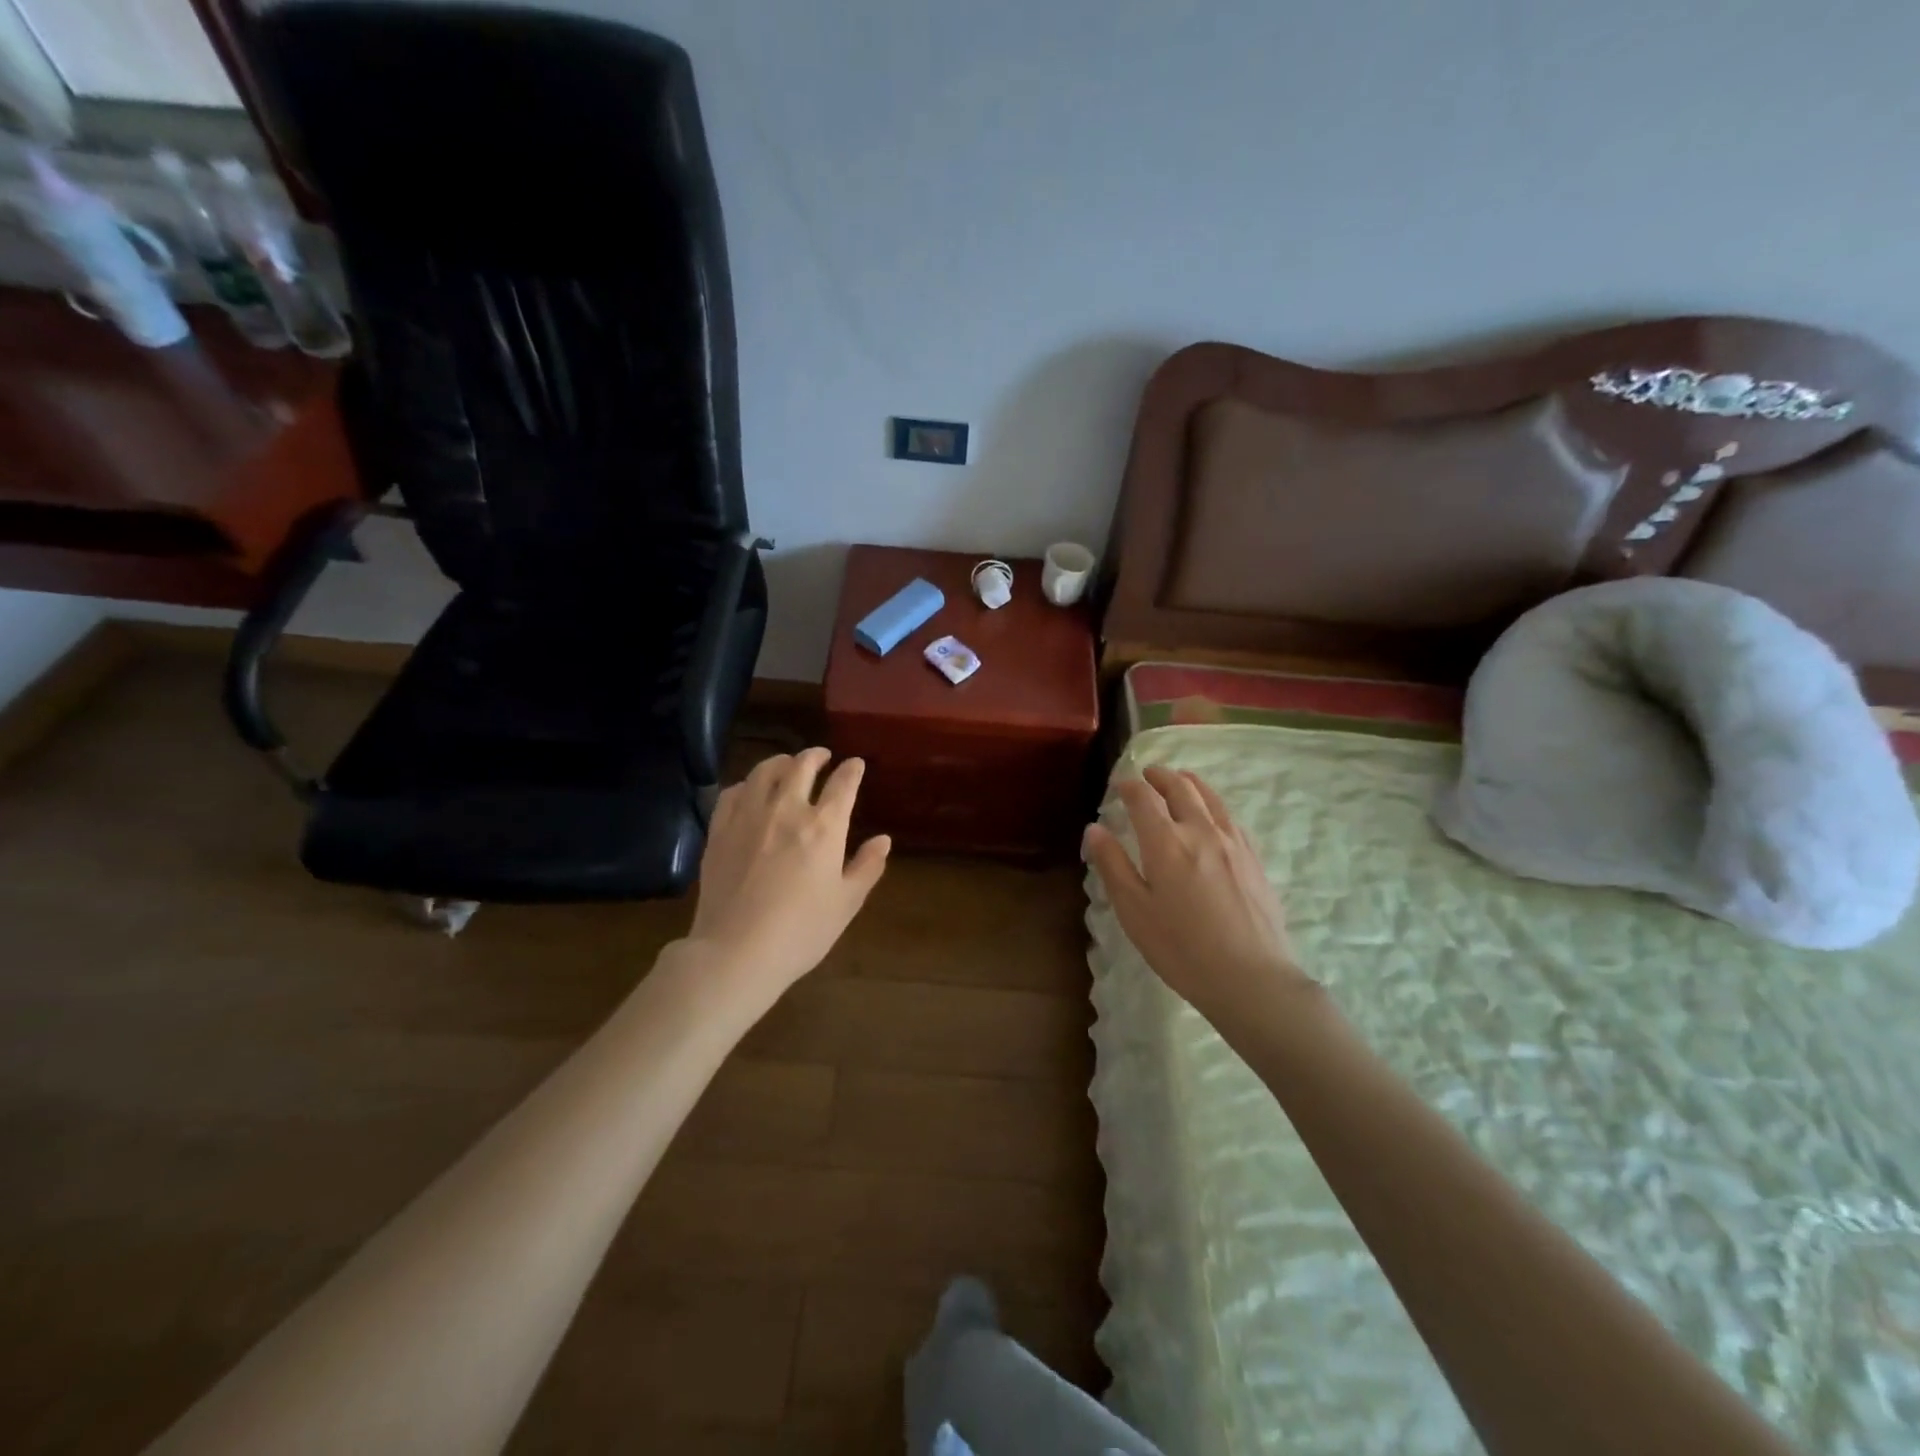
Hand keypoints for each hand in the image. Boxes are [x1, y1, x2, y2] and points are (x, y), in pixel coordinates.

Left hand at [685, 747, 890, 1006]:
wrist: (736, 951)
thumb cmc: (801, 932)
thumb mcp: (846, 903)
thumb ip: (867, 867)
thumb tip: (883, 840)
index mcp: (824, 827)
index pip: (843, 784)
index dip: (852, 770)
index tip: (856, 764)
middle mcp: (787, 810)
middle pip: (802, 766)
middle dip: (816, 756)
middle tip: (822, 756)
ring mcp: (749, 816)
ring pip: (764, 771)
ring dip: (781, 761)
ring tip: (787, 764)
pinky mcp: (719, 830)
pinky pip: (733, 792)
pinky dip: (747, 784)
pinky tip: (750, 790)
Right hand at [1084, 766, 1311, 1020]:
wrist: (1251, 978)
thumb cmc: (1181, 949)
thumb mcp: (1134, 911)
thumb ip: (1113, 865)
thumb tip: (1094, 828)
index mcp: (1166, 842)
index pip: (1144, 798)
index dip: (1129, 786)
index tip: (1119, 785)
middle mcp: (1201, 831)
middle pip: (1181, 788)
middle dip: (1161, 776)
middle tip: (1148, 774)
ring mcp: (1233, 843)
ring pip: (1210, 798)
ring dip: (1190, 783)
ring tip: (1180, 780)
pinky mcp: (1254, 858)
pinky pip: (1231, 817)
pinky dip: (1214, 804)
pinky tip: (1212, 814)